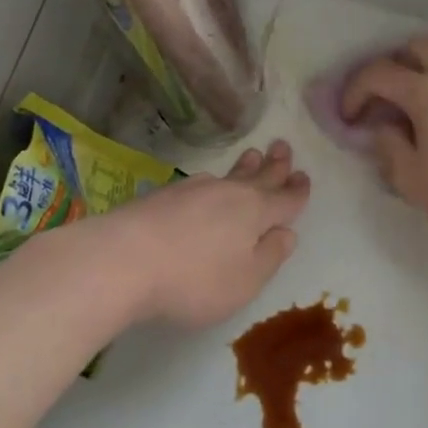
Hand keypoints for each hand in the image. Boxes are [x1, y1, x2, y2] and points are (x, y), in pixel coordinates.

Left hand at [83, 140, 310, 328]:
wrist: (122, 259)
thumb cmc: (194, 279)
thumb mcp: (244, 281)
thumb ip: (269, 257)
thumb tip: (287, 233)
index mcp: (255, 212)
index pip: (285, 199)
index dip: (297, 191)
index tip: (304, 177)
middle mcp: (228, 193)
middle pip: (258, 176)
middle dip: (274, 164)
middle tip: (283, 146)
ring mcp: (193, 190)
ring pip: (229, 175)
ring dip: (245, 167)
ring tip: (252, 156)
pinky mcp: (164, 195)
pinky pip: (201, 182)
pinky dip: (214, 181)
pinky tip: (208, 183)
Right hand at [340, 39, 427, 243]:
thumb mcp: (411, 179)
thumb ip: (388, 147)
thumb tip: (384, 127)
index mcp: (426, 93)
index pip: (378, 74)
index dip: (355, 90)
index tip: (349, 116)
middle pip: (417, 48)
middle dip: (394, 66)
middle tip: (387, 99)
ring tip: (425, 108)